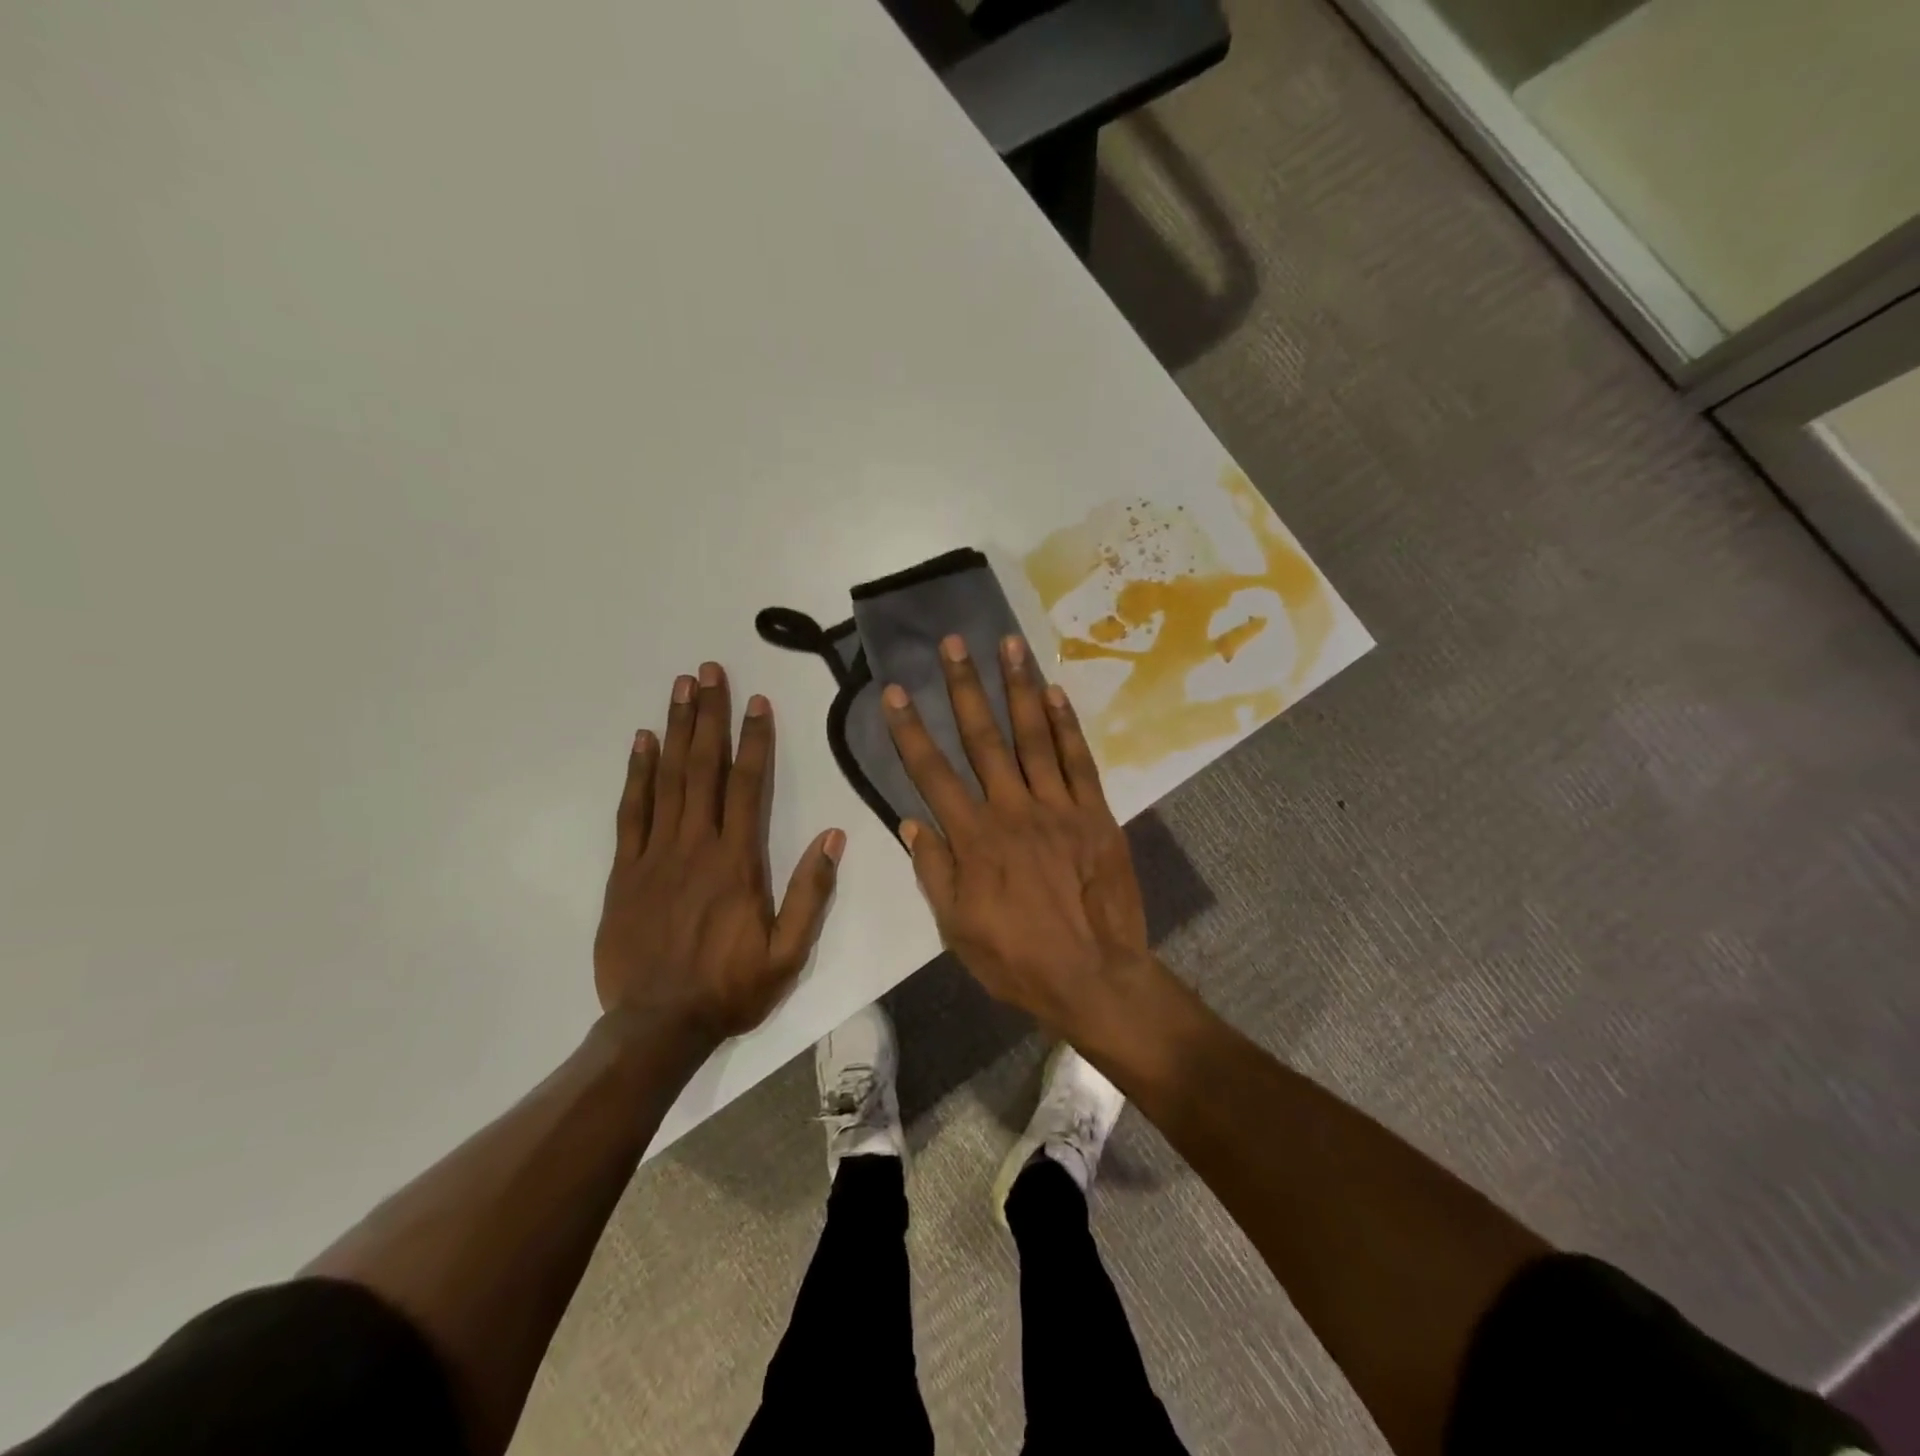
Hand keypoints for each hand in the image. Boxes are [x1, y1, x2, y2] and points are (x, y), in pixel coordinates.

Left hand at [594, 663, 843, 1044]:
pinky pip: (632, 811)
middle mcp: (696, 846)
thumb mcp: (789, 953)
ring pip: (668, 779)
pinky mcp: (626, 871)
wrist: (656, 1027)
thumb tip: (833, 837)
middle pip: (703, 768)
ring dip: (676, 730)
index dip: (754, 740)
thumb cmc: (731, 988)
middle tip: (708, 672)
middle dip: (709, 716)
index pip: (748, 786)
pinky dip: (638, 773)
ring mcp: (656, 855)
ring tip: (680, 689)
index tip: (757, 701)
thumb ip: (810, 893)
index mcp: (738, 862)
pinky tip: (642, 742)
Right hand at [882, 634, 1150, 1036]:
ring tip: (1009, 644)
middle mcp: (1012, 810)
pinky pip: (1079, 761)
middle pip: (983, 739)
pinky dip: (1067, 724)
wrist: (1095, 977)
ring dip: (1018, 687)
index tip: (894, 691)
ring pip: (1033, 737)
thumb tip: (912, 822)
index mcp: (974, 839)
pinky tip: (1055, 691)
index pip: (932, 773)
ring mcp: (1058, 808)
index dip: (909, 730)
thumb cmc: (1018, 960)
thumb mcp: (957, 929)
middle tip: (954, 643)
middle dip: (965, 687)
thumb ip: (933, 872)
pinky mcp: (1096, 814)